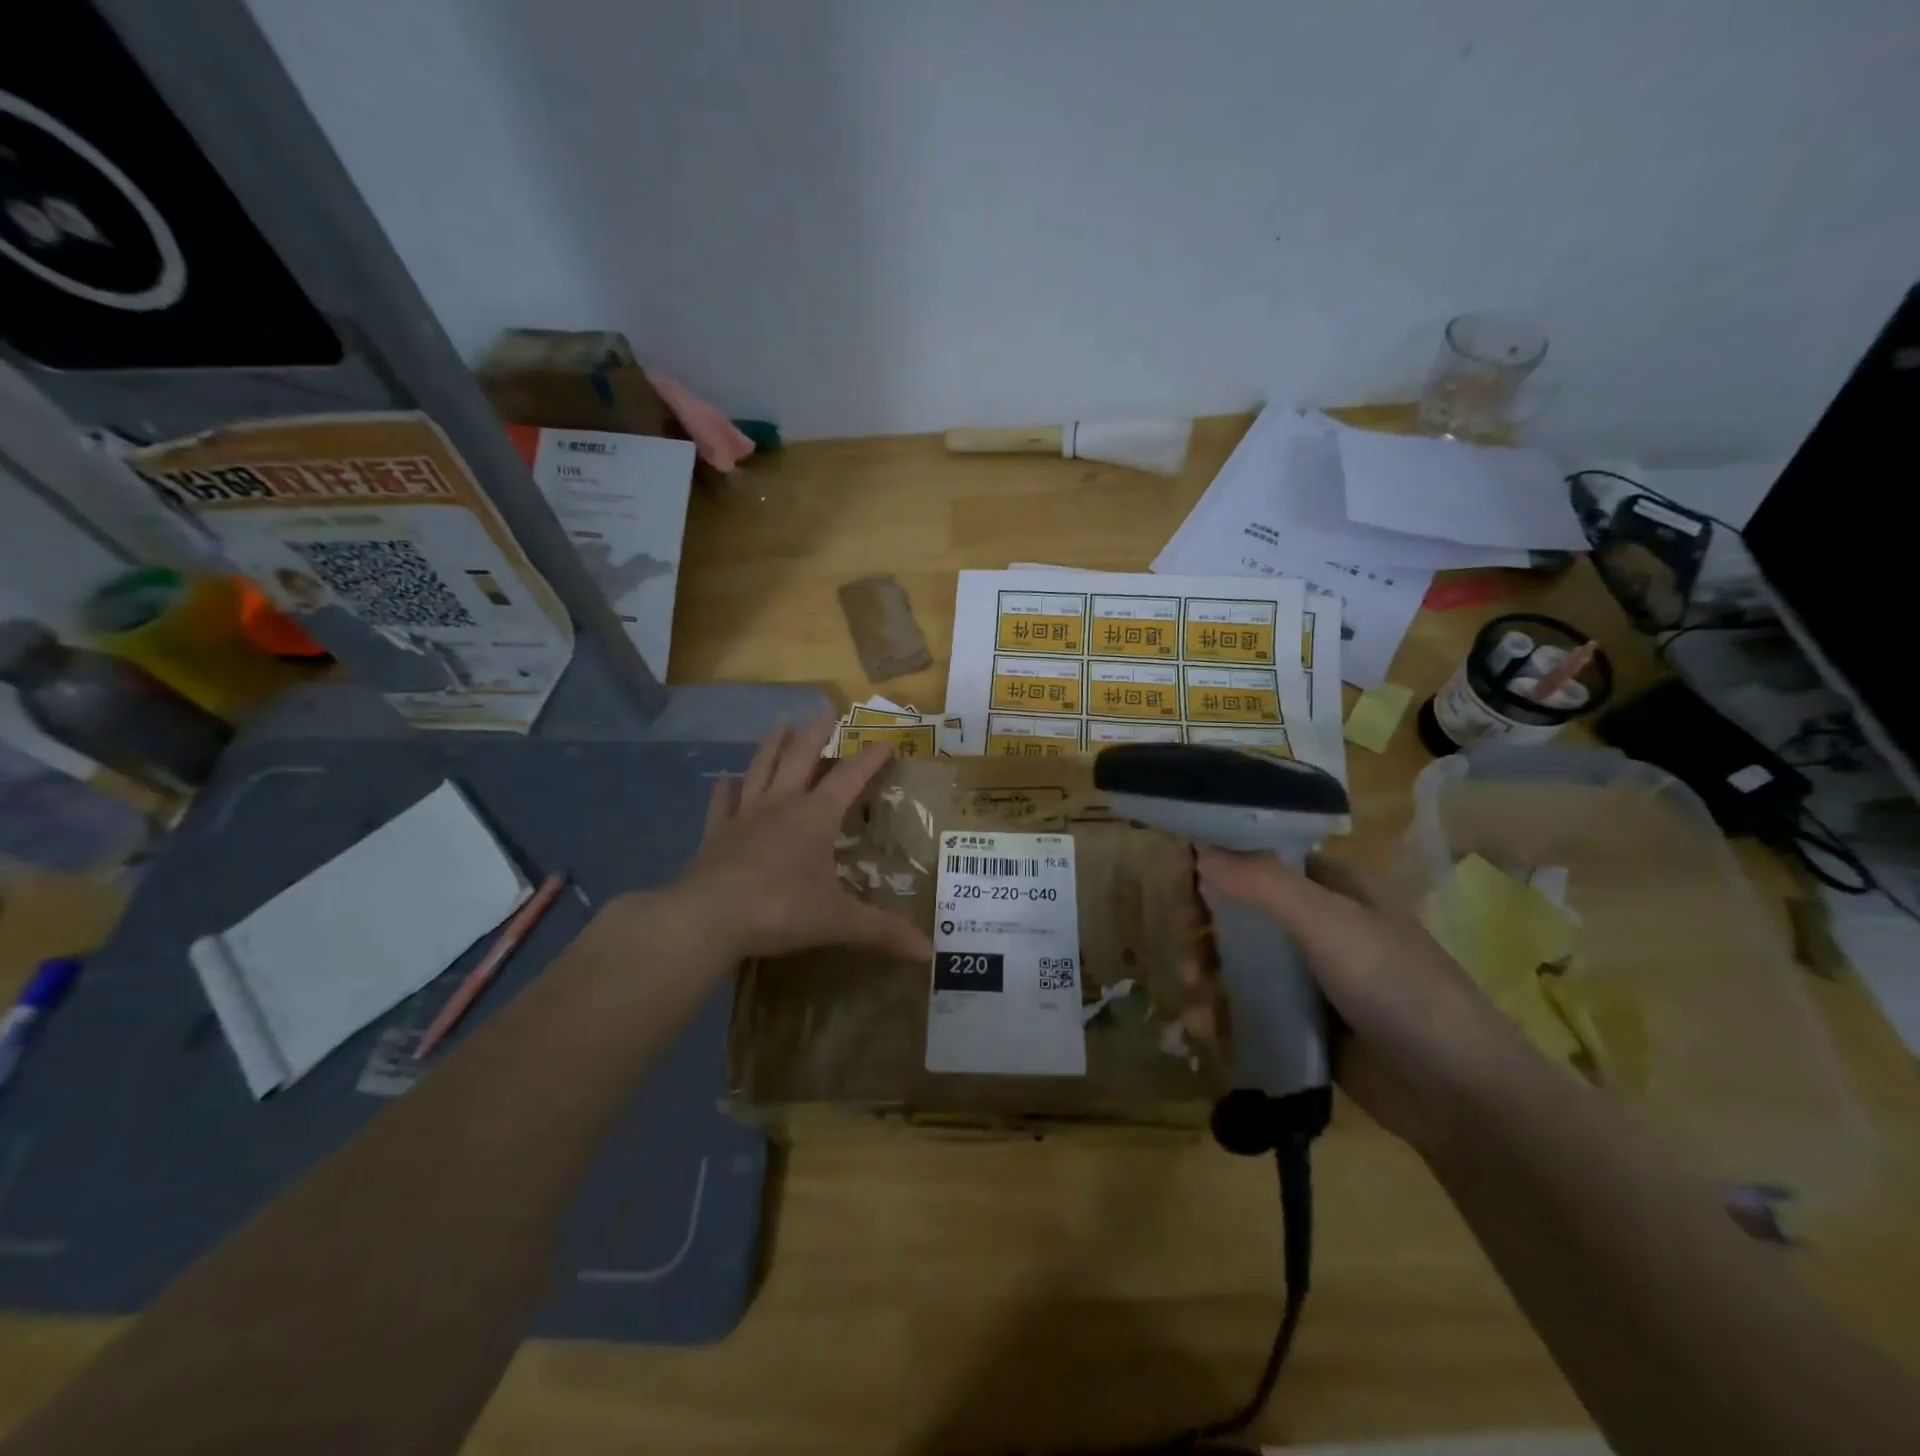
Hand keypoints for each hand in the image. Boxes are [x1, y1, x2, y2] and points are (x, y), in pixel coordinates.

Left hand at [666, 718, 935, 964]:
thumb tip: (928, 953)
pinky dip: (725, 789)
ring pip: (761, 768)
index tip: (886, 741)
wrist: (708, 918)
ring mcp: (744, 815)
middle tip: (825, 709)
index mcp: (815, 816)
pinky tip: (726, 779)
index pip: (850, 777)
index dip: (870, 758)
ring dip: (773, 745)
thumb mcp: (838, 921)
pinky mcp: (716, 834)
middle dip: (817, 733)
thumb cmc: (780, 909)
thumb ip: (883, 932)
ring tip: (781, 724)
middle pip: (801, 757)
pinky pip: (722, 803)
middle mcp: (781, 804)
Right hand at [1194, 846, 1532, 1152]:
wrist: (1459, 1093)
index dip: (1216, 863)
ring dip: (1206, 975)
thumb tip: (1199, 850)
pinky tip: (1205, 1030)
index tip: (1179, 880)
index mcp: (1329, 886)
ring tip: (1196, 1001)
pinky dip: (1222, 1014)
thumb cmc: (1395, 986)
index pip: (1258, 857)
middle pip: (1239, 910)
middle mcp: (1316, 924)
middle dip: (1202, 928)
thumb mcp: (1327, 922)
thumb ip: (1261, 882)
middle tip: (1184, 947)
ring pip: (1238, 962)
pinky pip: (1248, 1007)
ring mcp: (1309, 976)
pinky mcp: (1303, 1023)